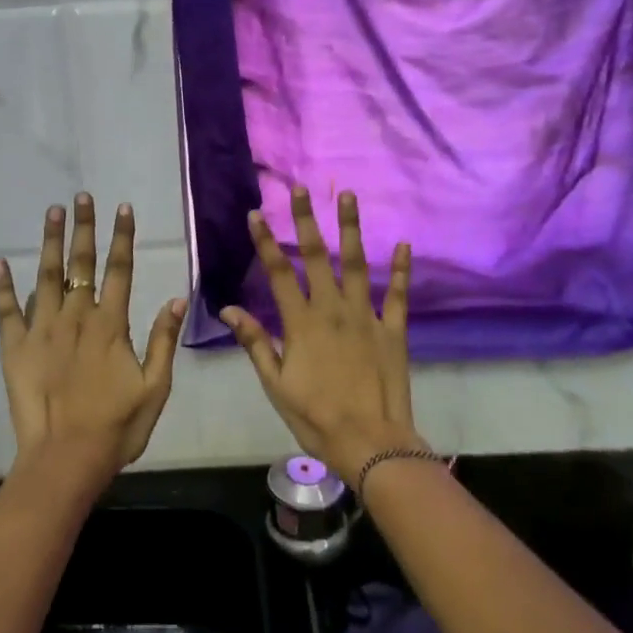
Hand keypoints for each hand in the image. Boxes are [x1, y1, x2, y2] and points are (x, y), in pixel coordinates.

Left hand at [0, 194, 186, 484]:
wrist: (66, 459)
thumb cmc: (116, 427)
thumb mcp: (154, 388)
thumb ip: (163, 342)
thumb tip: (175, 299)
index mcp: (110, 325)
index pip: (120, 271)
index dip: (122, 237)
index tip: (122, 208)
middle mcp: (76, 318)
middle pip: (81, 264)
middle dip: (84, 228)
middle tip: (82, 197)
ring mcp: (42, 330)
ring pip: (46, 277)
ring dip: (51, 242)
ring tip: (53, 212)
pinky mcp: (15, 348)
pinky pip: (7, 311)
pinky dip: (3, 286)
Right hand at [221, 187, 423, 484]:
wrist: (370, 442)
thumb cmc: (316, 417)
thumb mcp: (275, 384)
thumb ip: (256, 343)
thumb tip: (229, 310)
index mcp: (301, 323)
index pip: (278, 273)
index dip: (265, 242)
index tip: (256, 213)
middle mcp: (333, 310)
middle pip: (316, 257)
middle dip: (307, 221)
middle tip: (302, 189)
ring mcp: (366, 317)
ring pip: (356, 264)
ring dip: (351, 229)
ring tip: (348, 196)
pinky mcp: (394, 330)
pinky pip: (399, 295)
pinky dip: (401, 269)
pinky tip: (403, 244)